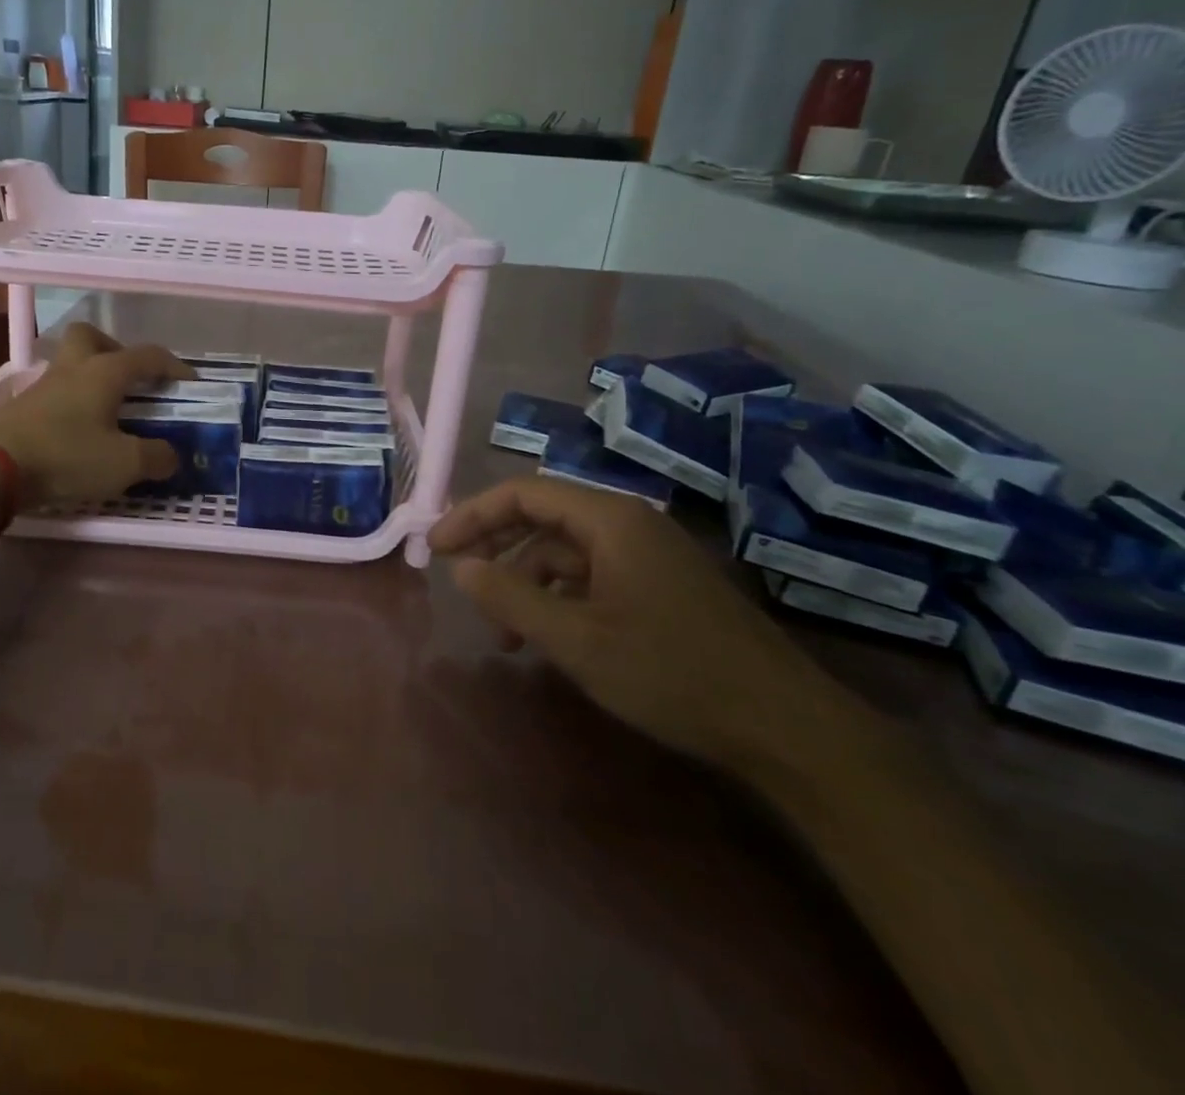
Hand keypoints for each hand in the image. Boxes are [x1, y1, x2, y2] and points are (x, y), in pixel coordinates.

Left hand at [0, 324, 192, 507]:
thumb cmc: (67, 455)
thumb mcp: (124, 464)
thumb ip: (156, 457)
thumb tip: (172, 456)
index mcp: (104, 372)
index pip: (147, 355)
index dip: (173, 366)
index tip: (189, 383)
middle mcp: (73, 369)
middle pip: (90, 337)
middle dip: (114, 350)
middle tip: (128, 380)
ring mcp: (41, 386)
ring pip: (69, 365)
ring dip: (89, 379)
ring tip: (105, 412)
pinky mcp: (20, 408)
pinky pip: (53, 394)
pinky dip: (69, 405)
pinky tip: (76, 432)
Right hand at [429, 476, 867, 774]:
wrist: (785, 727)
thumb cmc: (671, 672)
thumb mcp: (576, 640)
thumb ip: (510, 598)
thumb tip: (459, 567)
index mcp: (609, 519)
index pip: (523, 493)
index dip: (472, 515)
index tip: (435, 548)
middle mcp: (628, 523)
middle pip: (542, 517)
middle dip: (494, 547)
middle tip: (457, 580)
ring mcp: (648, 554)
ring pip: (565, 551)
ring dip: (526, 582)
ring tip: (505, 634)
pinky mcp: (660, 584)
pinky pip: (592, 575)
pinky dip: (559, 598)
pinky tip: (548, 636)